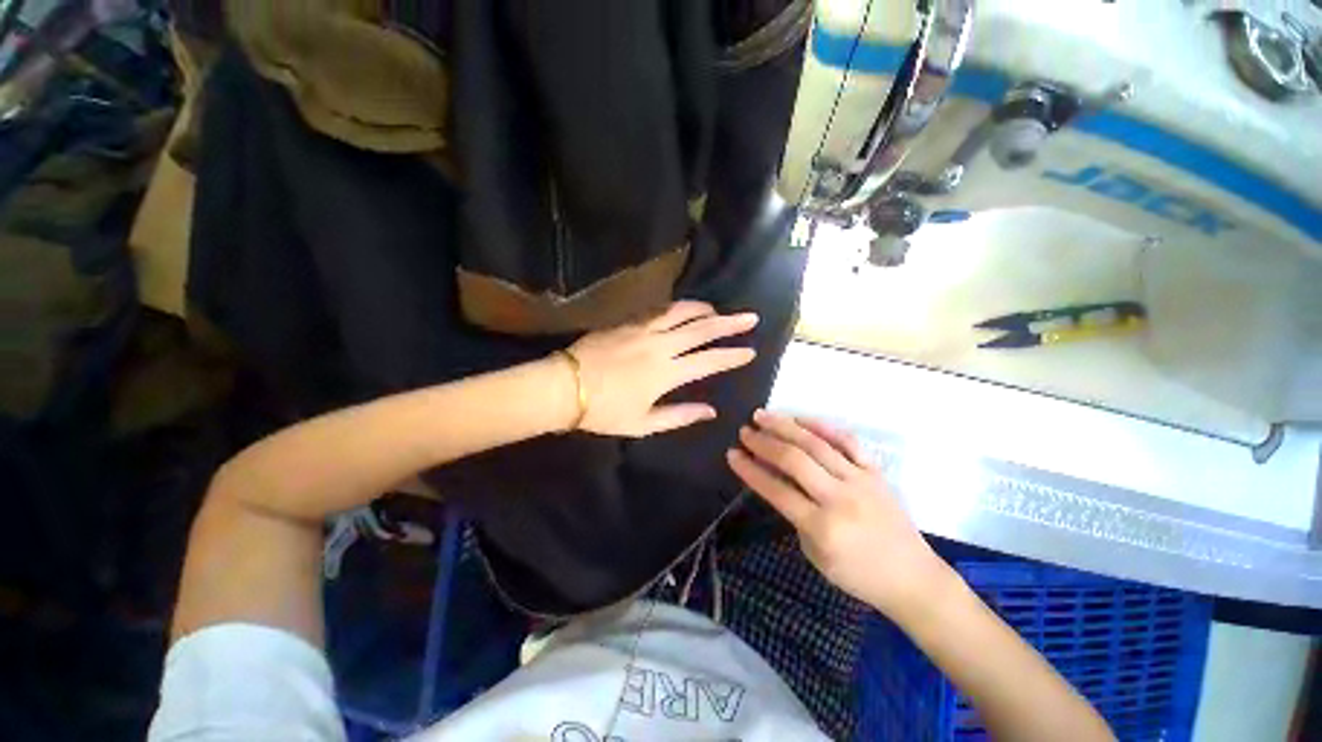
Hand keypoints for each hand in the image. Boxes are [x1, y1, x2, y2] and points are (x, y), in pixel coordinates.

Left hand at [564, 301, 757, 436]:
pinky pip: (659, 310)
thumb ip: (680, 416)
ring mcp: (643, 330)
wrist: (564, 387)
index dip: (732, 356)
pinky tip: (685, 309)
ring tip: (718, 311)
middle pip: (701, 330)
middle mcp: (660, 346)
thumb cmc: (604, 411)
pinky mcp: (628, 322)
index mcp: (666, 374)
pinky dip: (678, 308)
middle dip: (729, 324)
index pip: (708, 361)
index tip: (750, 351)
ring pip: (681, 313)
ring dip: (704, 310)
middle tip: (750, 317)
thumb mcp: (643, 424)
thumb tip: (710, 411)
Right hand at [726, 411, 955, 618]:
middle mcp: (840, 498)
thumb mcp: (816, 554)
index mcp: (822, 527)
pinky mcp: (876, 471)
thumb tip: (776, 481)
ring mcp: (860, 481)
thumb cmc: (859, 575)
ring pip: (817, 444)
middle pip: (795, 460)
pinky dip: (823, 426)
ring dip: (786, 426)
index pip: (776, 490)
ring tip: (763, 415)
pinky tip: (802, 418)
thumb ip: (795, 516)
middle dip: (764, 442)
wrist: (913, 578)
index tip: (732, 454)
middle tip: (745, 431)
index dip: (750, 470)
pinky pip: (848, 441)